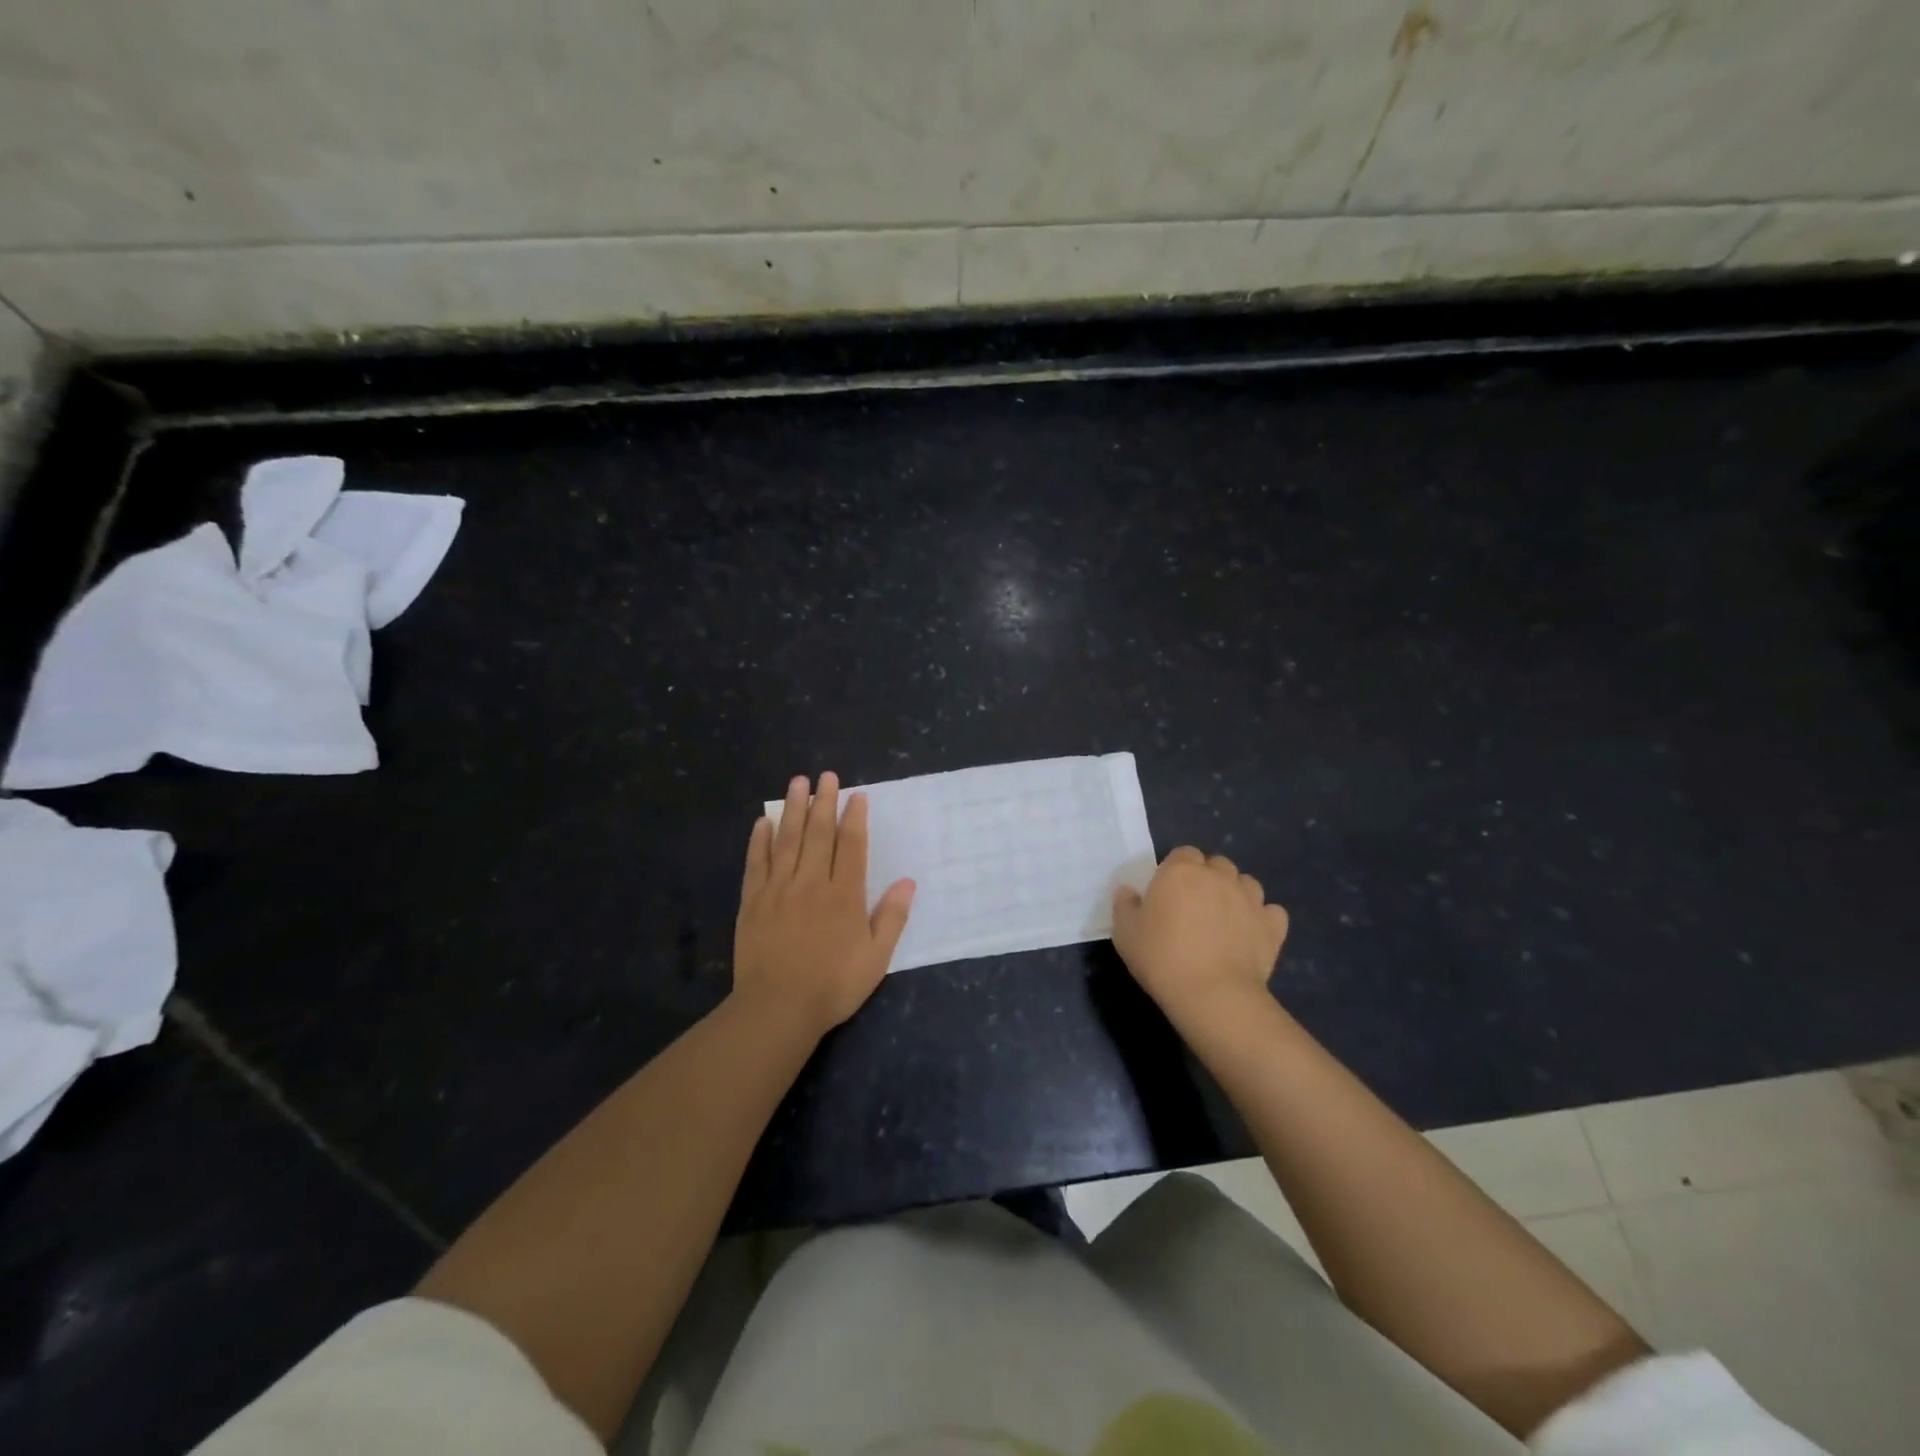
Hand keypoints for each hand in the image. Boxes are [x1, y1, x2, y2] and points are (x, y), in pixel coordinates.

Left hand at [734, 772, 914, 1036]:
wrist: (778, 1009)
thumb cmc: (833, 985)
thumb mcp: (876, 958)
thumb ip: (892, 917)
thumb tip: (908, 881)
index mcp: (844, 895)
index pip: (851, 846)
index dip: (854, 818)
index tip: (856, 795)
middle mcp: (811, 883)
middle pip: (818, 834)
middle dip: (824, 802)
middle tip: (826, 775)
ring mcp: (779, 890)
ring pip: (787, 840)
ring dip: (794, 809)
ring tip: (797, 783)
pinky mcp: (753, 902)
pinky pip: (756, 863)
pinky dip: (760, 840)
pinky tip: (764, 821)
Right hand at [1111, 846, 1288, 1020]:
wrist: (1212, 994)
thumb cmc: (1161, 958)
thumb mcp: (1125, 933)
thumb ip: (1125, 905)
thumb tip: (1128, 891)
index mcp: (1181, 871)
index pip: (1183, 853)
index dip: (1176, 870)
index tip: (1168, 892)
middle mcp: (1218, 876)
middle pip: (1217, 864)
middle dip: (1208, 878)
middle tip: (1194, 906)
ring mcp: (1250, 899)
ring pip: (1246, 883)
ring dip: (1236, 893)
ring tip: (1224, 918)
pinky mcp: (1272, 926)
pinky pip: (1271, 912)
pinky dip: (1263, 918)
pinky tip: (1251, 933)